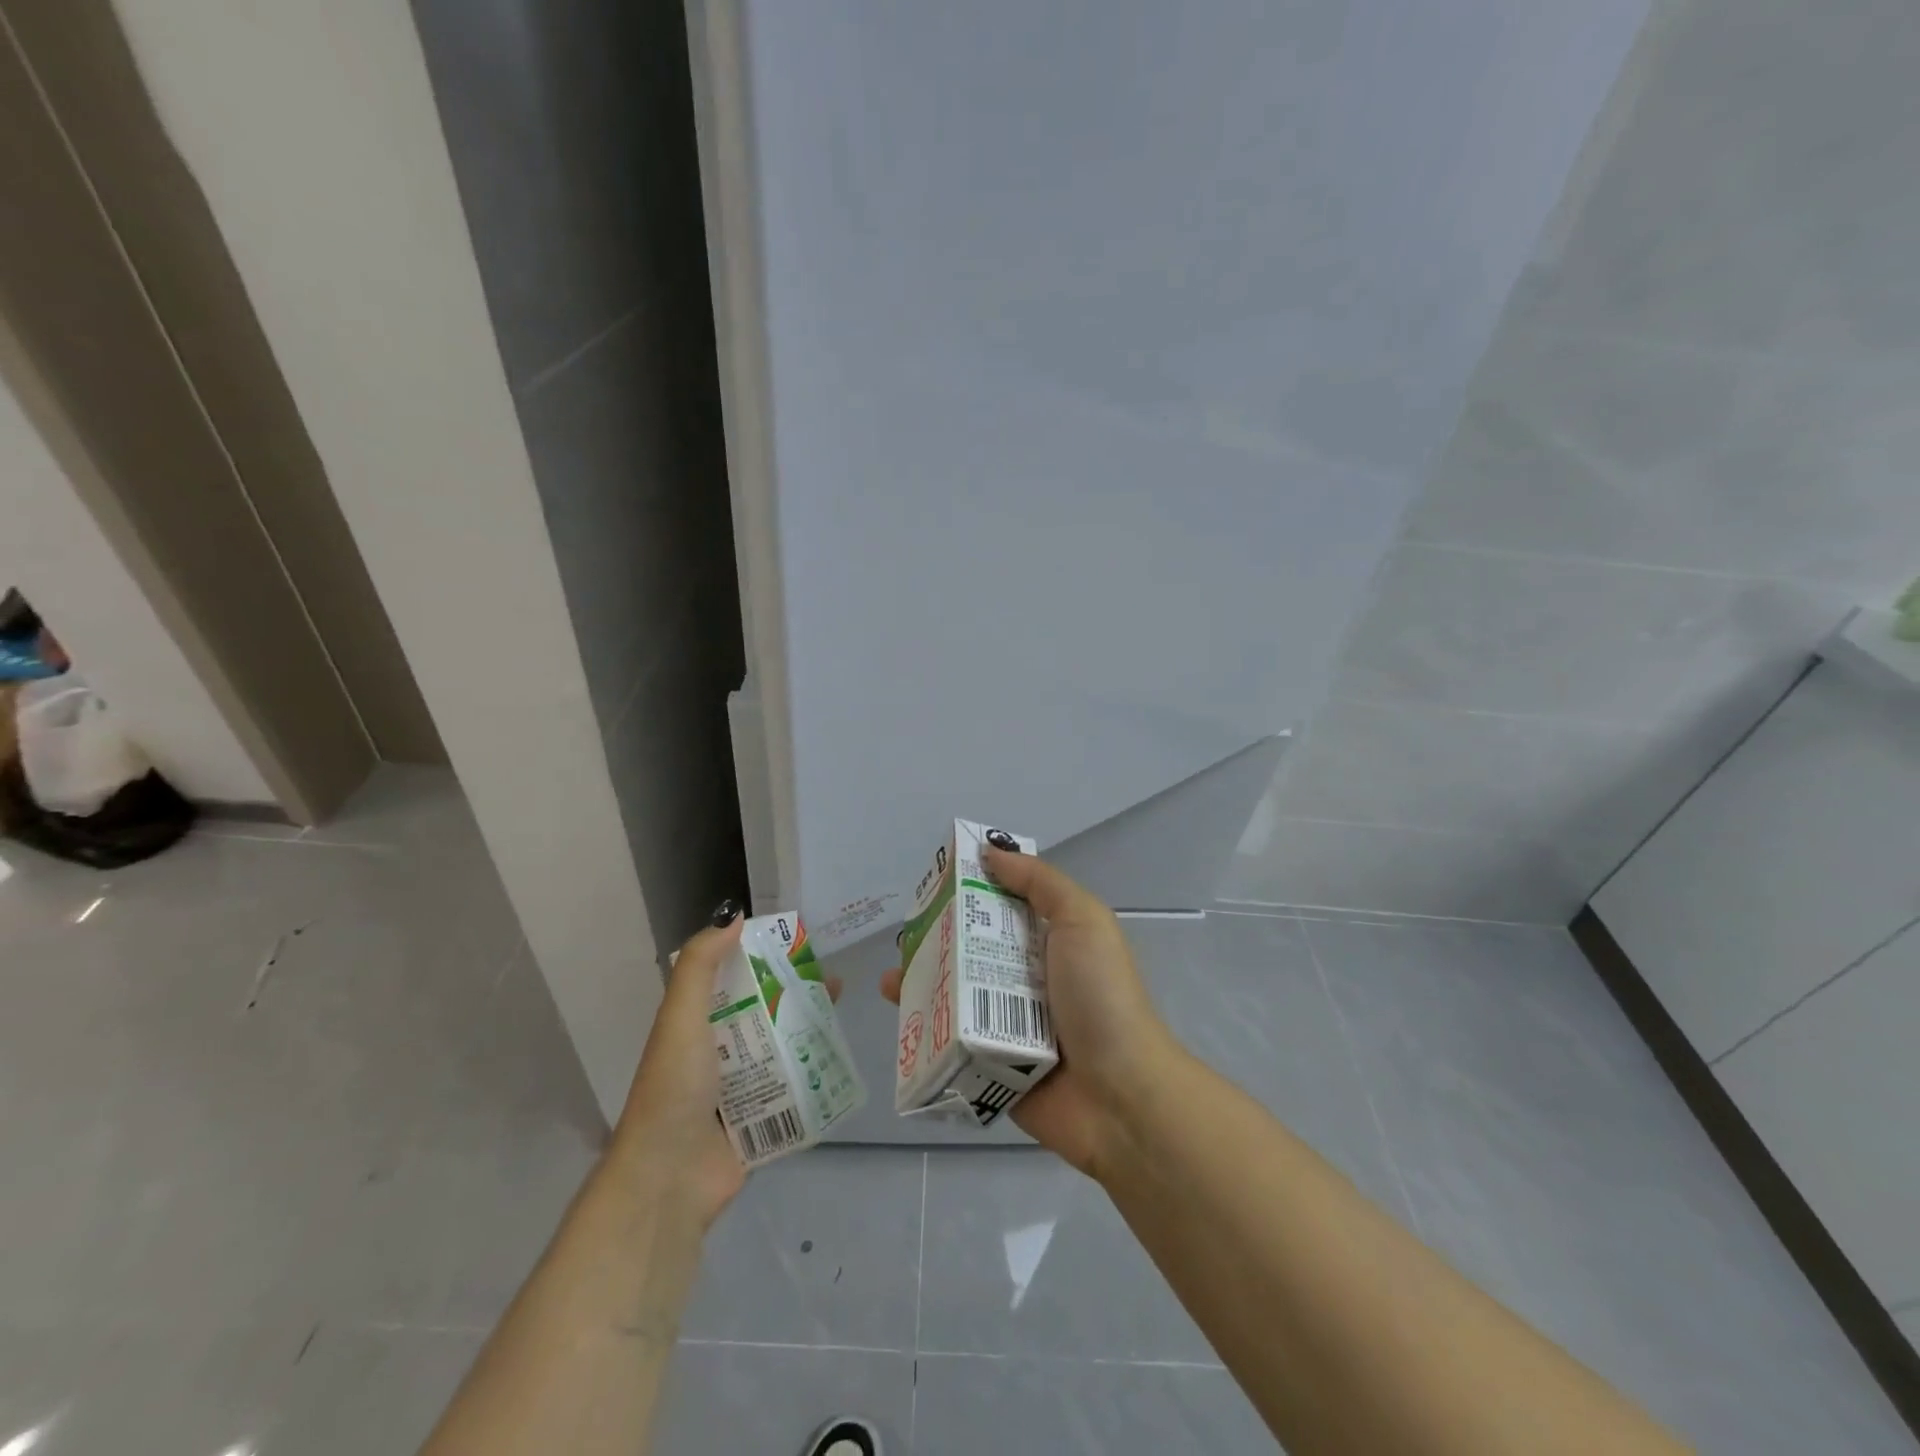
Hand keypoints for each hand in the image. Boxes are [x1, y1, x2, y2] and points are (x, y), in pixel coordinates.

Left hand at [613, 904, 840, 1228]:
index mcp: (696, 1026)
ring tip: (842, 1017)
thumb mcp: (681, 1017)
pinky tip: (841, 1062)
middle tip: (835, 982)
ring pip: (782, 1051)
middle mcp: (717, 1054)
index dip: (763, 959)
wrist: (668, 1179)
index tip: (800, 944)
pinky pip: (792, 1092)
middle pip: (765, 1014)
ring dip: (809, 1033)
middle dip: (797, 996)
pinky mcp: (759, 1123)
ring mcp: (739, 1091)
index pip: (733, 981)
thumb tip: (733, 916)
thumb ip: (700, 965)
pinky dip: (813, 1077)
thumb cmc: (675, 1088)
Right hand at [883, 848, 1177, 1178]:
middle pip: (973, 949)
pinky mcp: (991, 1063)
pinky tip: (899, 1015)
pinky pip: (952, 1040)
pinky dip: (924, 1028)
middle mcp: (1027, 978)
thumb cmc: (1101, 998)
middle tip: (904, 931)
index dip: (972, 888)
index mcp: (1050, 941)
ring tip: (891, 977)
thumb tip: (990, 851)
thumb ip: (1039, 882)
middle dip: (938, 937)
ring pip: (956, 994)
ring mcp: (1008, 1023)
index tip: (934, 876)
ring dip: (924, 982)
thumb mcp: (1082, 920)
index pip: (1003, 904)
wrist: (1120, 1097)